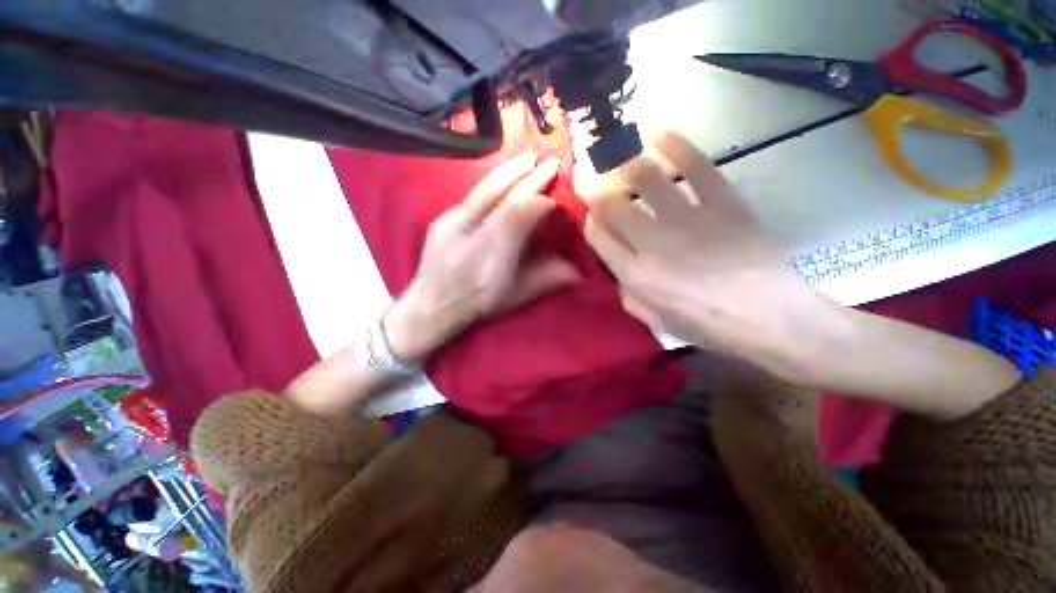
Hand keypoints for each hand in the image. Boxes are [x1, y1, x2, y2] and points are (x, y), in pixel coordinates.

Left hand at [385, 153, 579, 361]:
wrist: (431, 304)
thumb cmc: (477, 302)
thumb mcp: (514, 297)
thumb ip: (545, 279)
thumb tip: (577, 272)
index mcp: (490, 256)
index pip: (516, 216)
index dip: (537, 204)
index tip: (554, 200)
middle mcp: (469, 233)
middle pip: (502, 196)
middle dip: (529, 178)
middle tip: (550, 162)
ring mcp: (451, 222)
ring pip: (484, 189)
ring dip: (510, 171)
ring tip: (529, 158)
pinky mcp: (442, 218)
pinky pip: (472, 196)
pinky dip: (493, 183)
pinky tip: (505, 178)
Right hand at [581, 132, 834, 382]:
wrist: (770, 317)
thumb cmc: (707, 325)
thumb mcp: (655, 321)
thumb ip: (628, 294)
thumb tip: (618, 269)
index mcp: (636, 275)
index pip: (599, 238)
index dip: (590, 222)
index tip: (589, 215)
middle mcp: (653, 243)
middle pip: (614, 206)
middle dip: (596, 189)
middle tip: (591, 177)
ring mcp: (688, 219)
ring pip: (647, 180)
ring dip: (624, 162)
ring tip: (614, 150)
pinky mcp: (722, 203)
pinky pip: (696, 168)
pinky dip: (676, 146)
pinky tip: (658, 132)